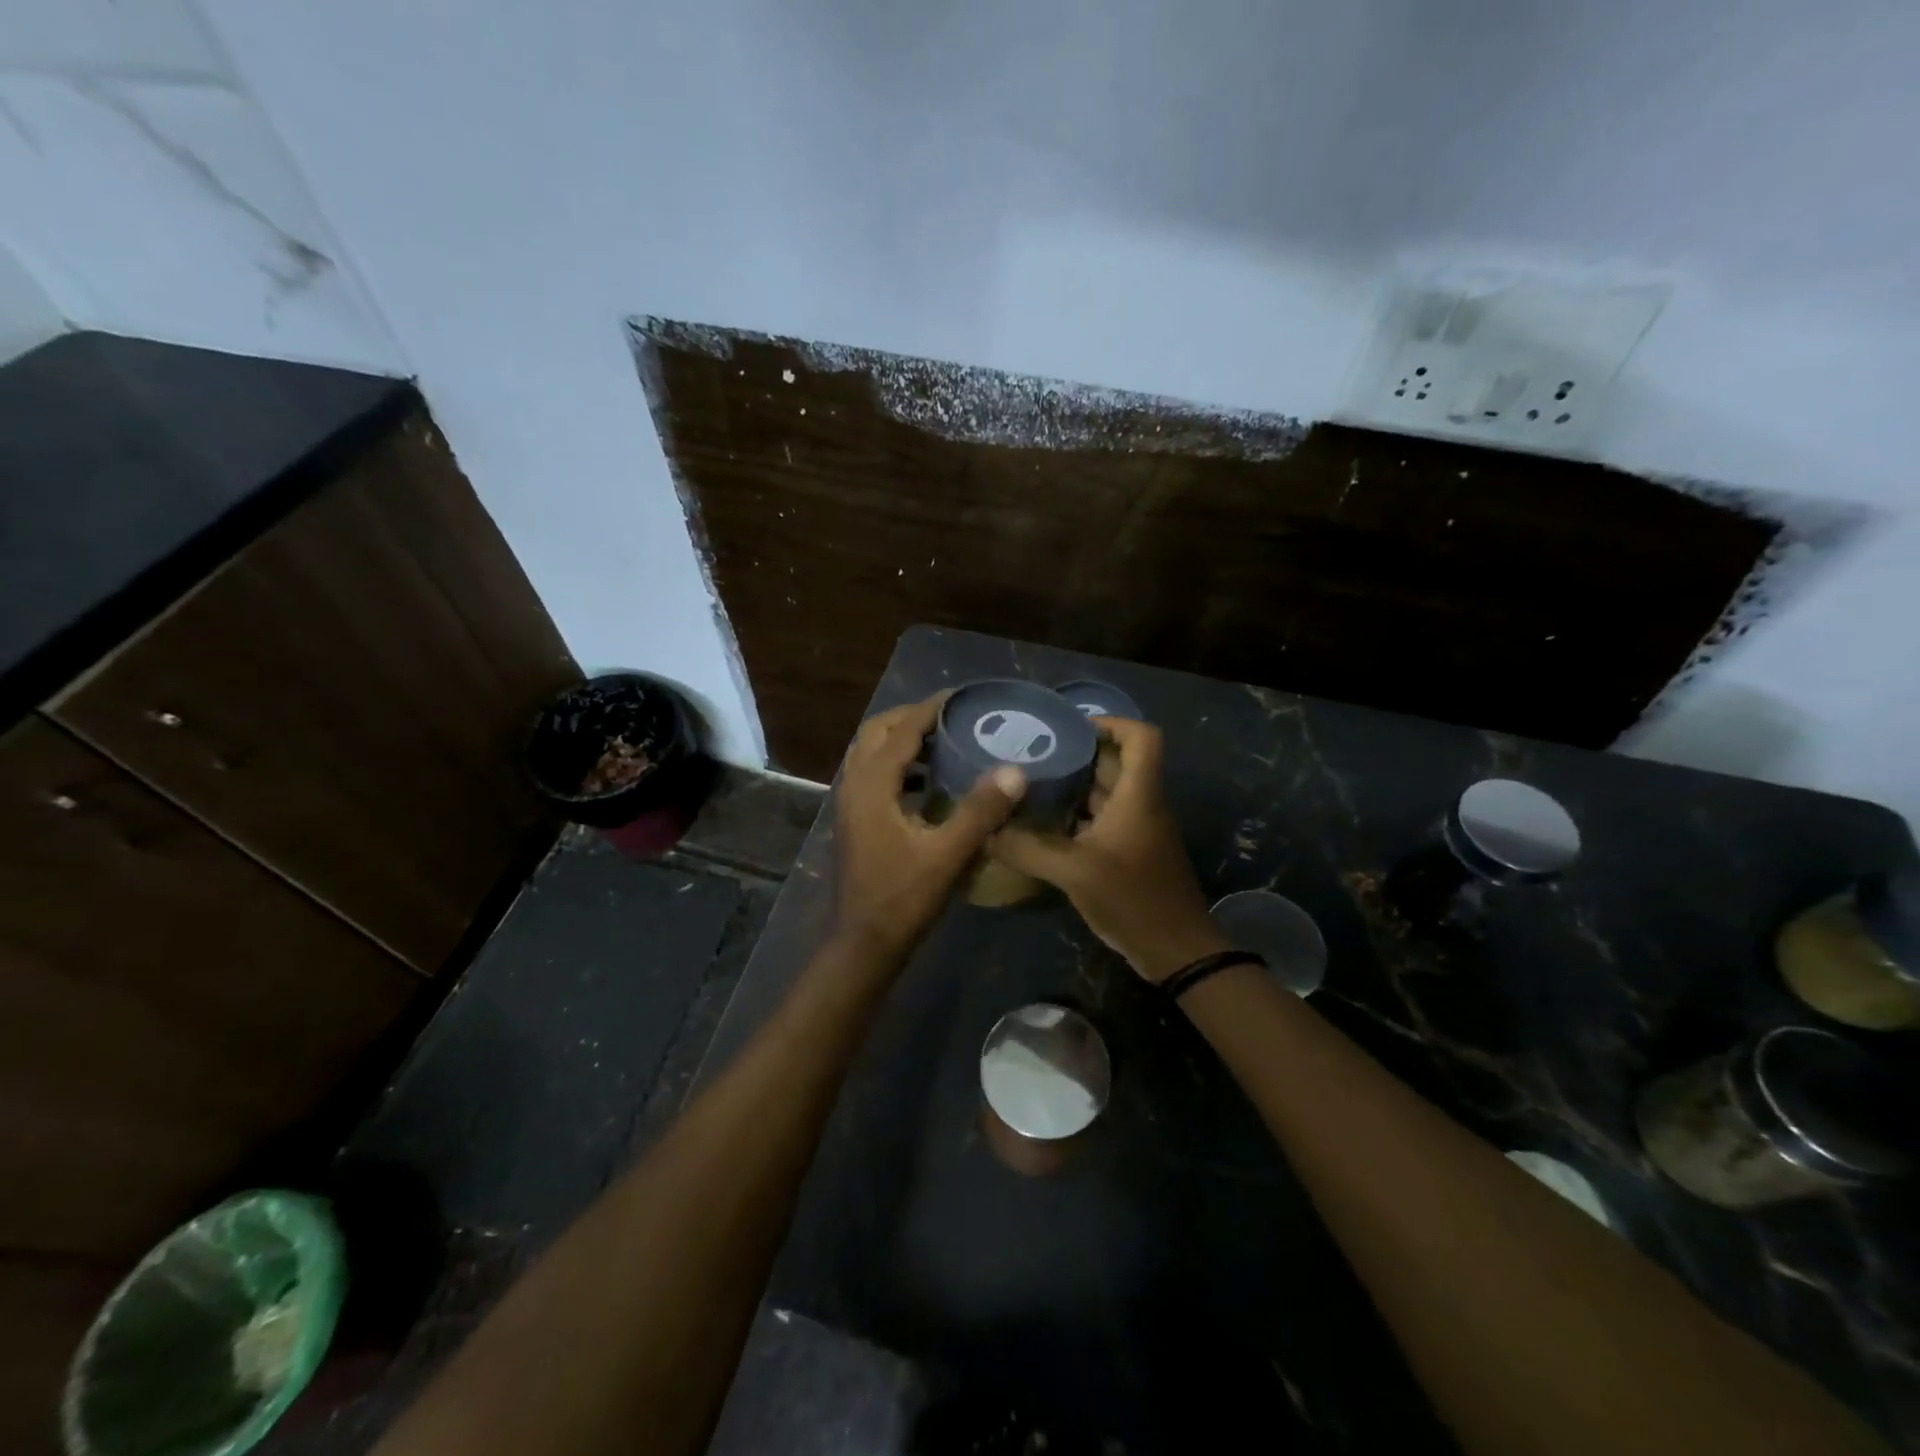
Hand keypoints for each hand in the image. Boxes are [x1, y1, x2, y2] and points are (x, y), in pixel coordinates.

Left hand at [833, 694, 1026, 957]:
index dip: (931, 709)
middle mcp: (854, 786)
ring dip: (902, 740)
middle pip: (876, 732)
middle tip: (951, 717)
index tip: (961, 696)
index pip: (901, 731)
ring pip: (870, 753)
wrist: (863, 944)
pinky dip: (898, 765)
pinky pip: (873, 775)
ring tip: (944, 742)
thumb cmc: (902, 899)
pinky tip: (929, 783)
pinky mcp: (856, 821)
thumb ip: (980, 811)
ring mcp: (851, 804)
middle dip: (911, 718)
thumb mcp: (947, 855)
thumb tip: (1015, 770)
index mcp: (872, 786)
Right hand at [989, 718, 1227, 980]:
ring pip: (1106, 792)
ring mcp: (1137, 829)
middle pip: (1116, 761)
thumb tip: (985, 831)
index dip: (1111, 722)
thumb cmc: (1132, 899)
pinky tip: (1043, 825)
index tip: (1070, 729)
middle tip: (1033, 755)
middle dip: (1078, 754)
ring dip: (1074, 786)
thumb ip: (1028, 849)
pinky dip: (1076, 815)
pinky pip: (1102, 818)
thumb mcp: (1074, 872)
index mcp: (1139, 795)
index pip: (1142, 737)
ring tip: (1030, 785)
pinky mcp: (1130, 851)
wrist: (1175, 951)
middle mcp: (1141, 804)